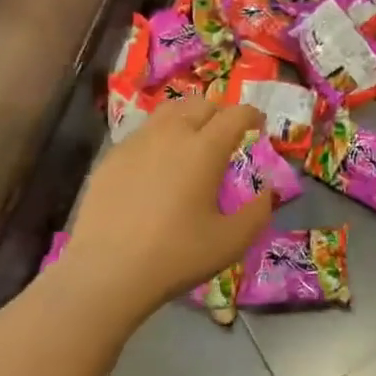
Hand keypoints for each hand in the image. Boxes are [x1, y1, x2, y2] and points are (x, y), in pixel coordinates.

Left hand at [58, 100, 273, 316]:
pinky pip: (143, 133)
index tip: (259, 124)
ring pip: (168, 112)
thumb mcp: (232, 241)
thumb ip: (258, 213)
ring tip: (193, 141)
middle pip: (200, 104)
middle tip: (227, 134)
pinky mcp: (111, 158)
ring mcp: (136, 143)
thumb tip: (268, 193)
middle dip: (220, 113)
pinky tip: (158, 165)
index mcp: (205, 149)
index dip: (252, 114)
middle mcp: (171, 134)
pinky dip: (160, 137)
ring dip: (188, 118)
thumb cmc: (176, 255)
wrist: (107, 271)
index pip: (235, 115)